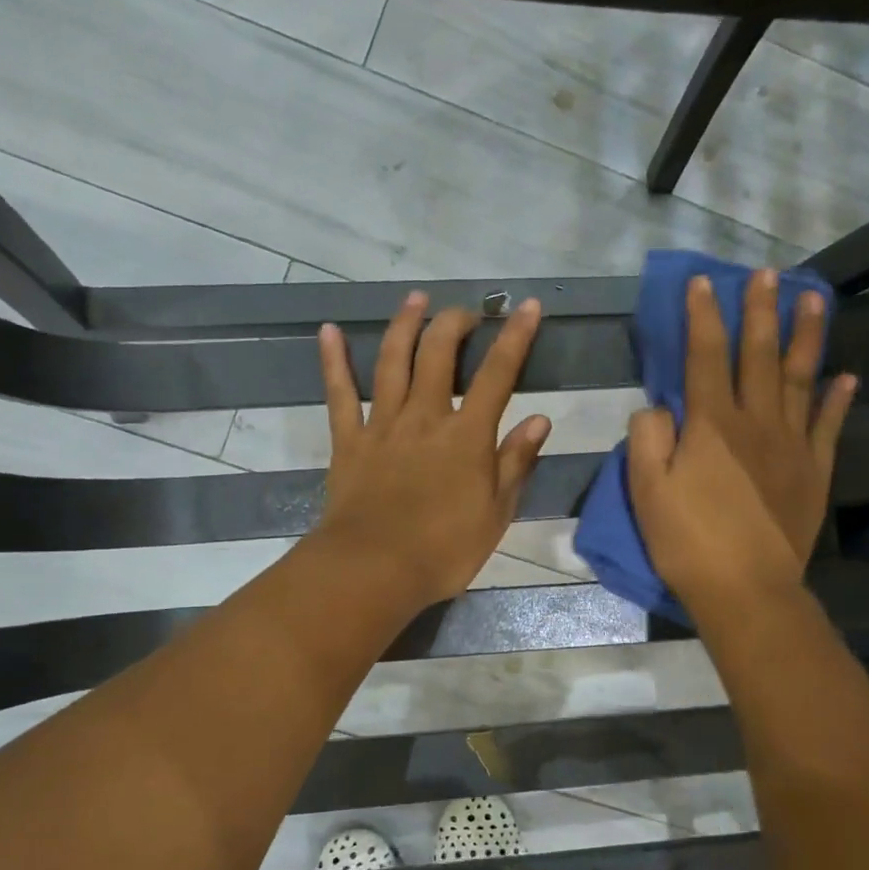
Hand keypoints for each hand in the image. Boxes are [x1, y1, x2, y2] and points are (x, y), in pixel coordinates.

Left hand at [312, 291, 550, 609]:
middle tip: (468, 312)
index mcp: (467, 435)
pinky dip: (333, 360)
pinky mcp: (348, 440)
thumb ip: (515, 463)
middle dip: (455, 323)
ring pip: (392, 361)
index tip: (525, 306)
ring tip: (415, 299)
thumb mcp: (496, 513)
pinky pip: (339, 393)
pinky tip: (329, 331)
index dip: (514, 337)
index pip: (498, 374)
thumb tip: (539, 419)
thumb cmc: (444, 549)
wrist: (374, 570)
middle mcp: (424, 417)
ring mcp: (382, 425)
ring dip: (405, 325)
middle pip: (438, 354)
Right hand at [627, 270, 855, 614]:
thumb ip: (647, 438)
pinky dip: (836, 399)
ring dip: (807, 337)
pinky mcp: (814, 471)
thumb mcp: (646, 491)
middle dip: (760, 311)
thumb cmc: (688, 541)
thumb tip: (657, 405)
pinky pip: (828, 426)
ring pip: (800, 379)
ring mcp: (791, 445)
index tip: (703, 281)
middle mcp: (756, 422)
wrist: (746, 590)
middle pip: (759, 356)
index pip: (704, 357)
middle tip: (768, 273)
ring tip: (814, 299)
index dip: (703, 316)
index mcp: (711, 425)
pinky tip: (845, 376)